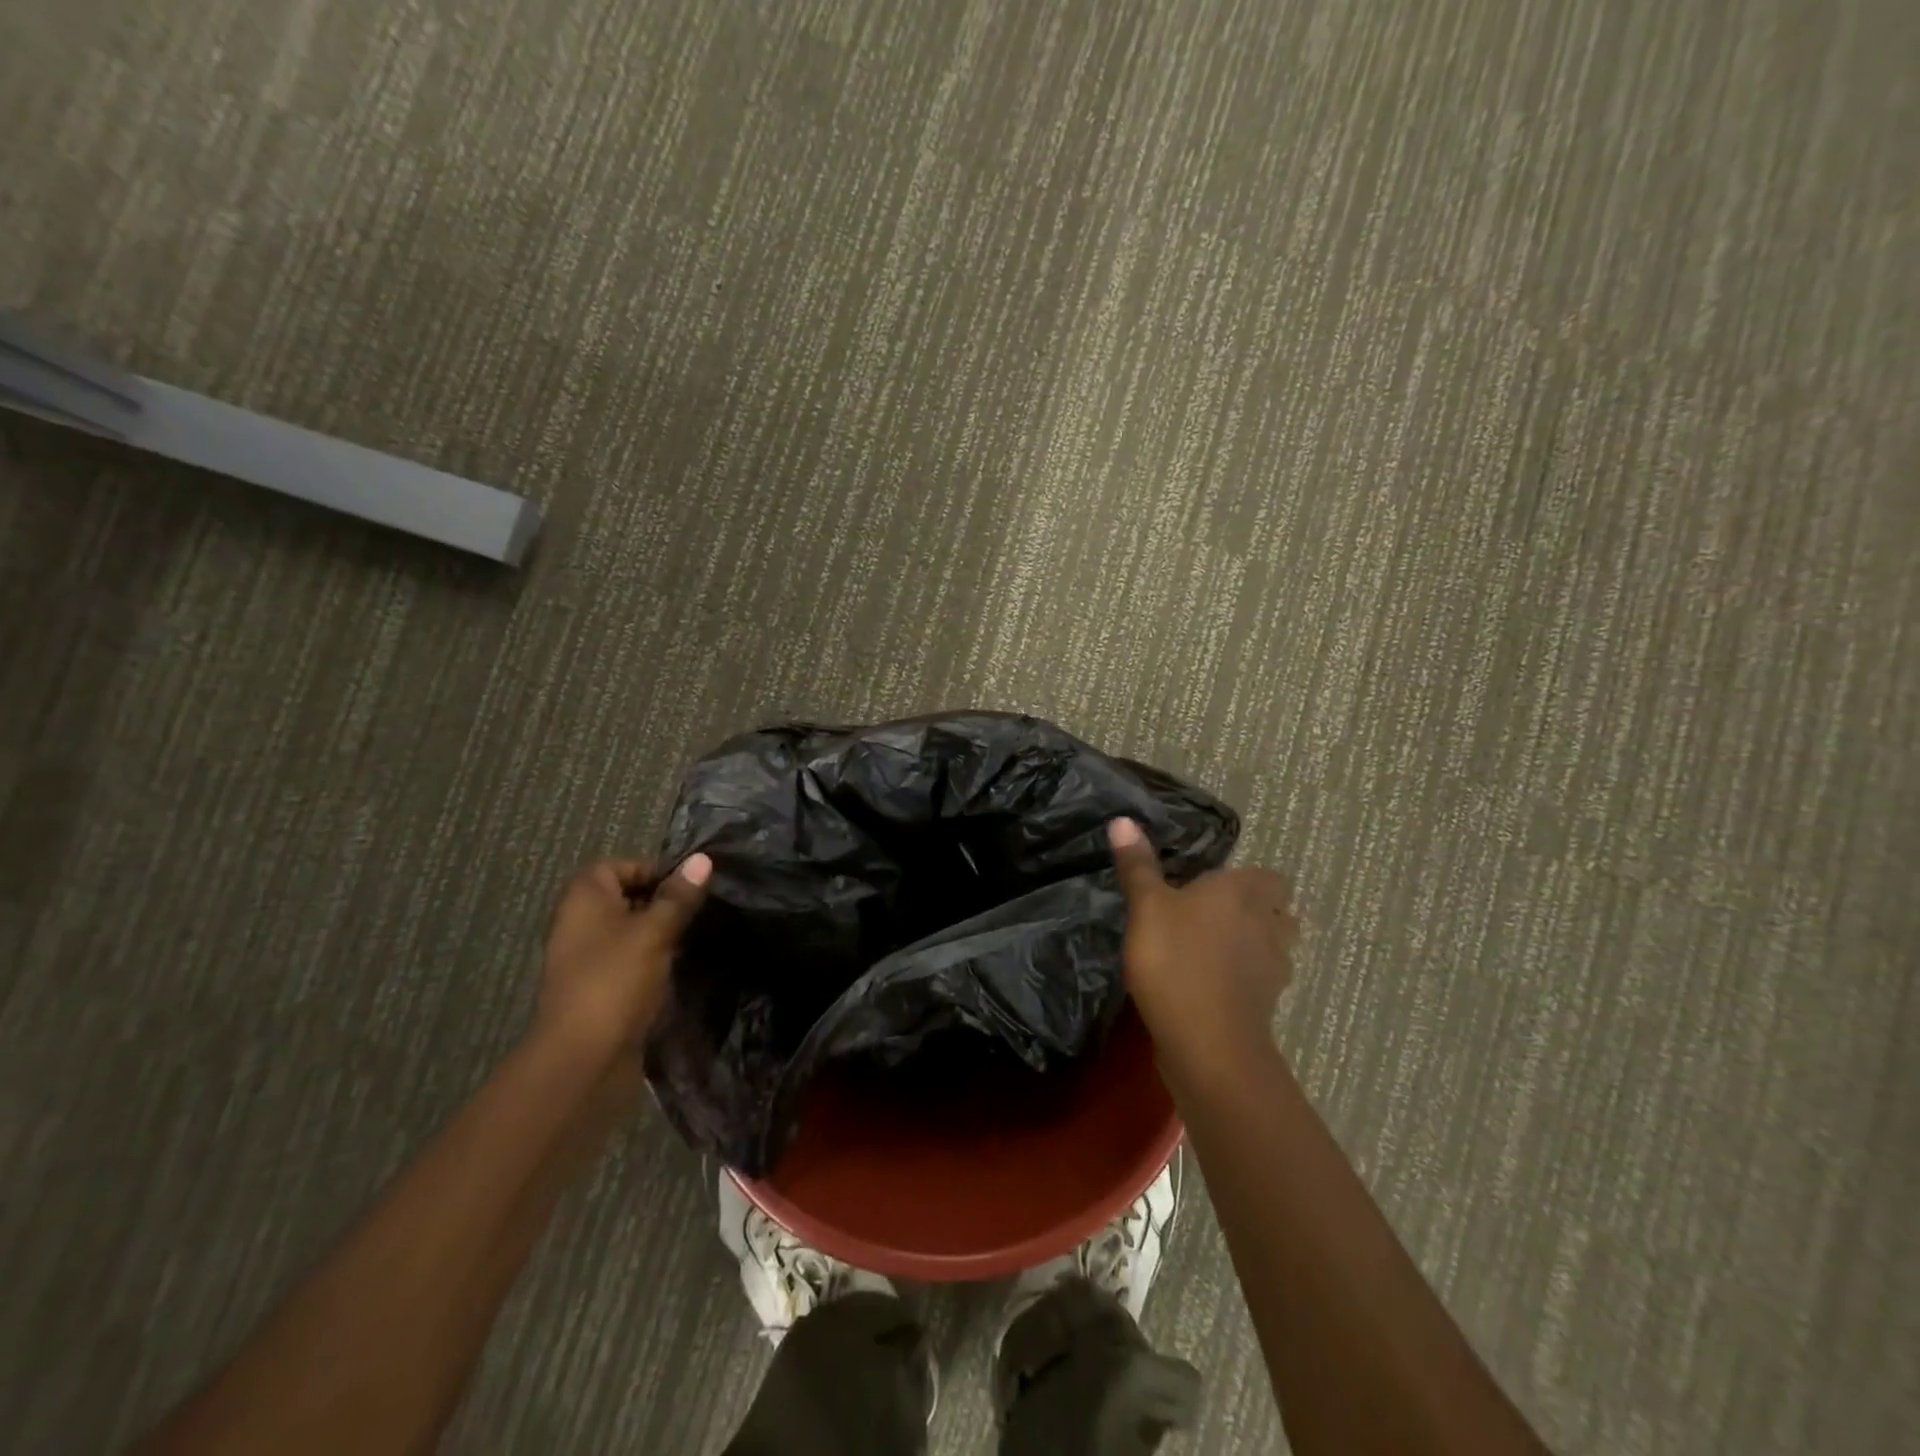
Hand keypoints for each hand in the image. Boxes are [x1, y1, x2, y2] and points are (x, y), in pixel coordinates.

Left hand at [536, 854, 710, 1054]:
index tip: (688, 886)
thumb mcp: (654, 931)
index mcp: (584, 899)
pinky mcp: (598, 989)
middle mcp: (579, 924)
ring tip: (694, 937)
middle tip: (697, 910)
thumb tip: (703, 859)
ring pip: (629, 931)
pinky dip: (651, 960)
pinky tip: (677, 968)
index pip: (618, 865)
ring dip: (659, 932)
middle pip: (624, 897)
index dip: (653, 869)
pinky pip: (628, 961)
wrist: (582, 1059)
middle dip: (662, 901)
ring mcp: (586, 959)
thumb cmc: (615, 980)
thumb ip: (678, 896)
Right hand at [1109, 818, 1295, 1071]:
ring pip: (1275, 948)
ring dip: (1255, 946)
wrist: (1207, 1043)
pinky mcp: (1266, 1006)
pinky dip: (1245, 980)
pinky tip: (1214, 985)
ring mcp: (1273, 969)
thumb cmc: (1175, 960)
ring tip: (1216, 950)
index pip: (1270, 877)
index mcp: (1243, 892)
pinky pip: (1262, 982)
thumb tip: (1124, 819)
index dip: (1250, 880)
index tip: (1217, 886)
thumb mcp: (1146, 907)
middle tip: (1216, 915)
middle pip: (1278, 911)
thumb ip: (1137, 866)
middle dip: (1257, 911)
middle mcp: (1268, 924)